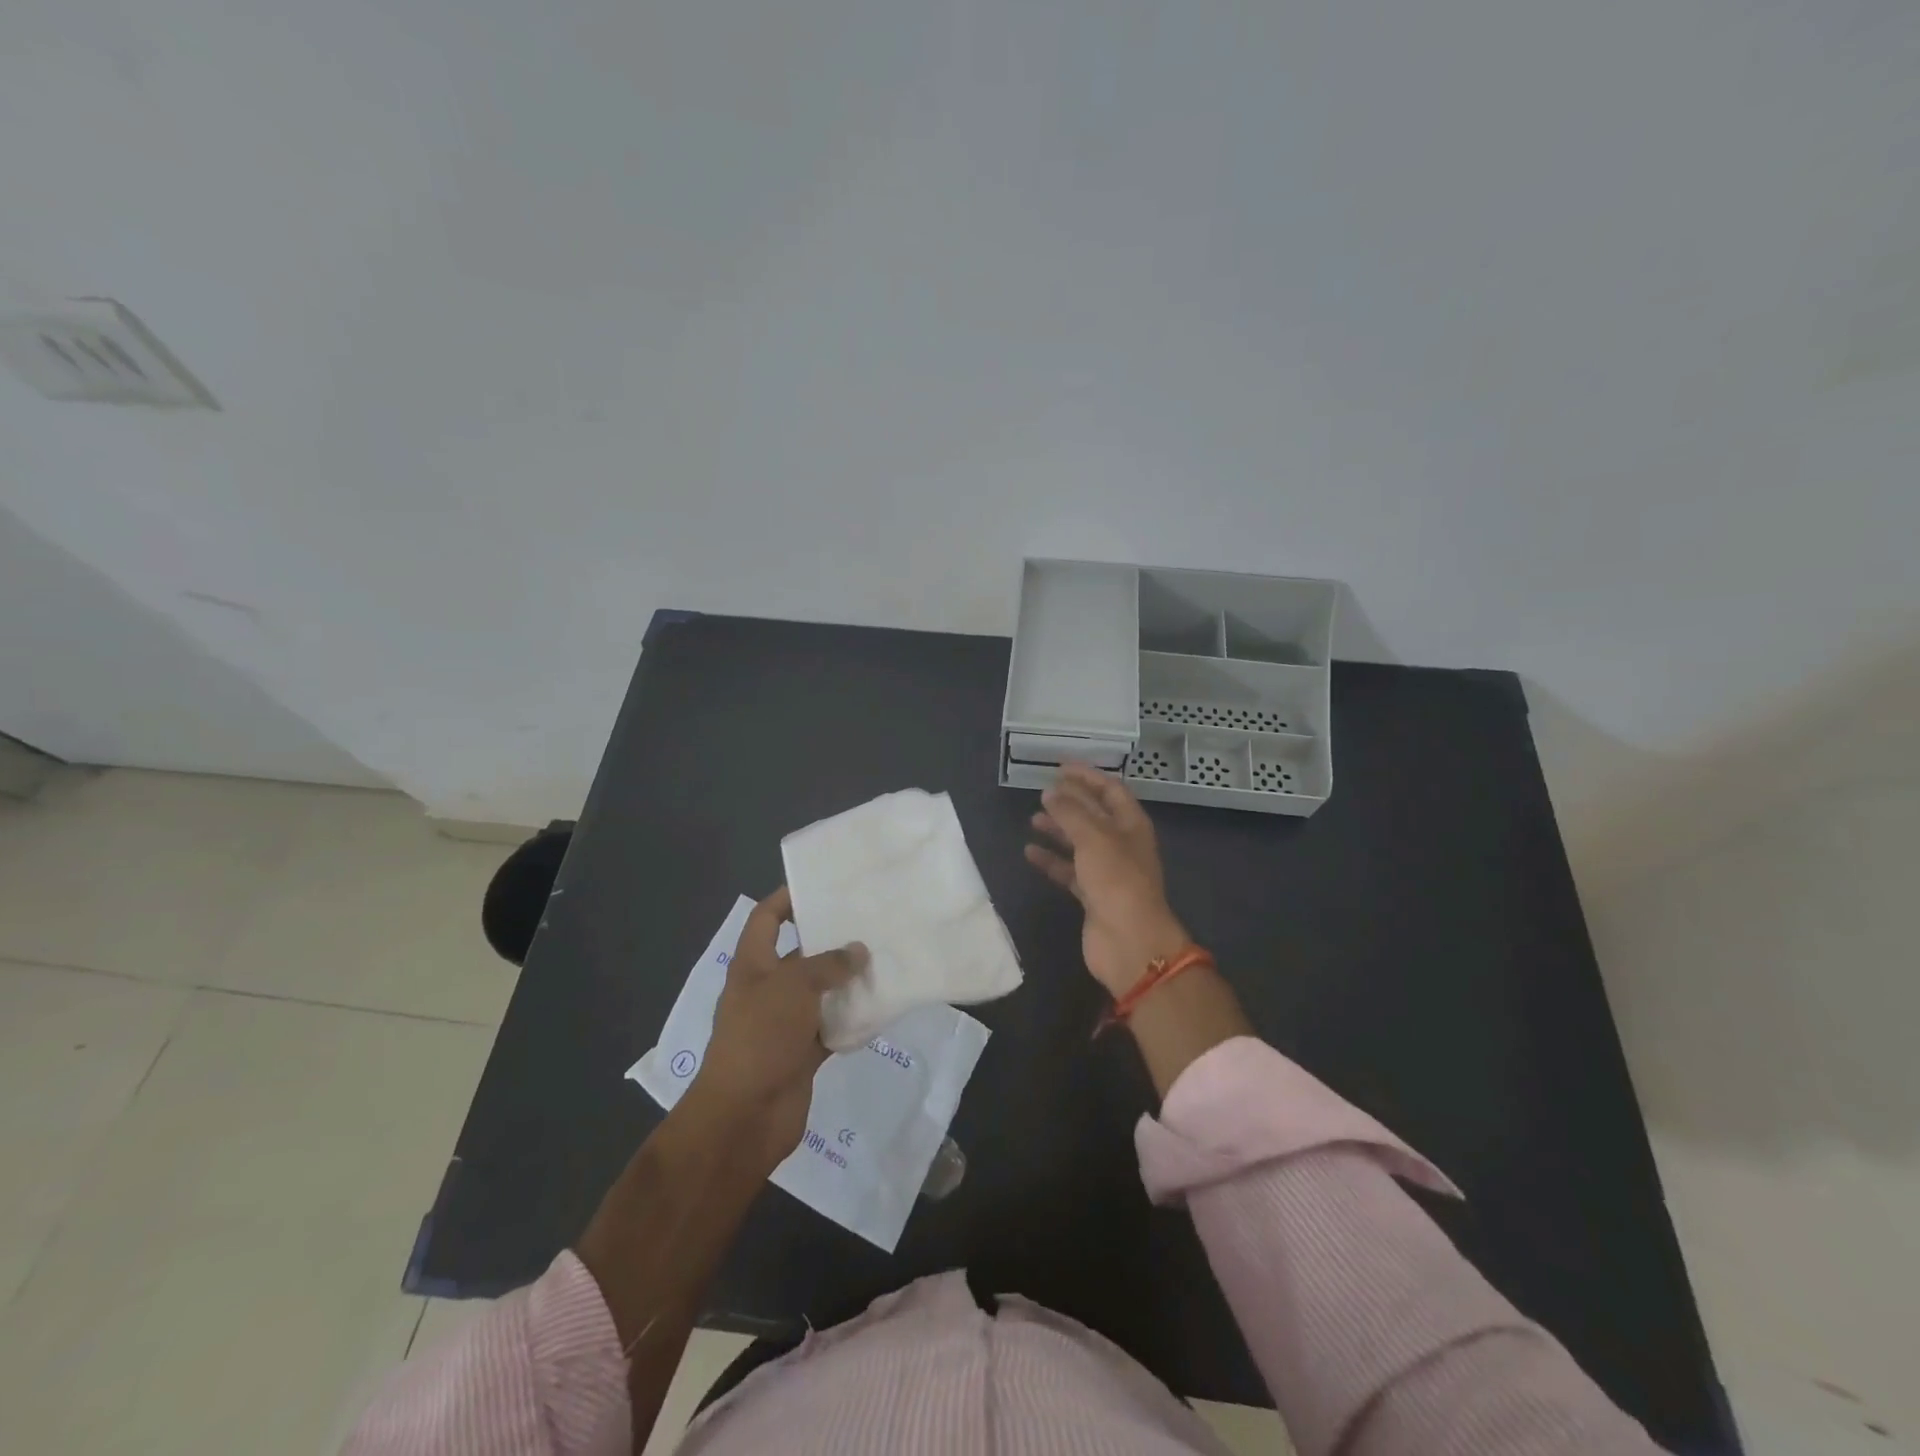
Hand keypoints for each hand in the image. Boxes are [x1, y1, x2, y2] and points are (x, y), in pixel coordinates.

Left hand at [688, 886, 865, 1167]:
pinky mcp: (801, 1052)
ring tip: (885, 958)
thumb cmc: (760, 1037)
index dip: (788, 898)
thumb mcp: (793, 987)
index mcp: (753, 964)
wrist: (744, 1116)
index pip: (766, 917)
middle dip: (831, 940)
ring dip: (846, 981)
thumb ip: (828, 965)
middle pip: (800, 953)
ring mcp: (784, 1022)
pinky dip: (850, 1018)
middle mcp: (767, 988)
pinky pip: (830, 1026)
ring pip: (820, 991)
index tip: (824, 885)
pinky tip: (881, 1006)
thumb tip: (858, 950)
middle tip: (871, 922)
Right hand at [1025, 763, 1191, 996]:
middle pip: (1094, 815)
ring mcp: (1108, 871)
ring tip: (1033, 819)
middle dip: (1070, 801)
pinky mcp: (1092, 895)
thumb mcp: (1093, 838)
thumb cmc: (1117, 880)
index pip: (1110, 790)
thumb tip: (1050, 792)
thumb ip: (1070, 812)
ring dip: (1058, 829)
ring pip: (1080, 842)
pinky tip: (1030, 852)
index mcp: (1132, 825)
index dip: (1087, 776)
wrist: (1129, 942)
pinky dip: (1051, 860)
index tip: (1060, 766)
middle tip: (1043, 790)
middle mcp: (1122, 844)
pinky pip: (1069, 870)